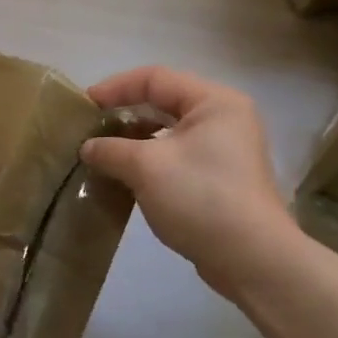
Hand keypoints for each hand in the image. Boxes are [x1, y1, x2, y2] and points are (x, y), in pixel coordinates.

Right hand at [80, 66, 301, 292]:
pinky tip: (126, 177)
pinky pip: (177, 156)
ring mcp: (225, 150)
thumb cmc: (201, 197)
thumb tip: (88, 147)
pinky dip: (149, 161)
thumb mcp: (146, 167)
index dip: (116, 87)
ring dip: (134, 141)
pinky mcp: (221, 179)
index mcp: (214, 102)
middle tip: (91, 128)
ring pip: (169, 132)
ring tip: (103, 154)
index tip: (85, 105)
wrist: (252, 259)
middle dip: (124, 114)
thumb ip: (111, 150)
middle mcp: (224, 118)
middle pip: (164, 102)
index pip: (155, 78)